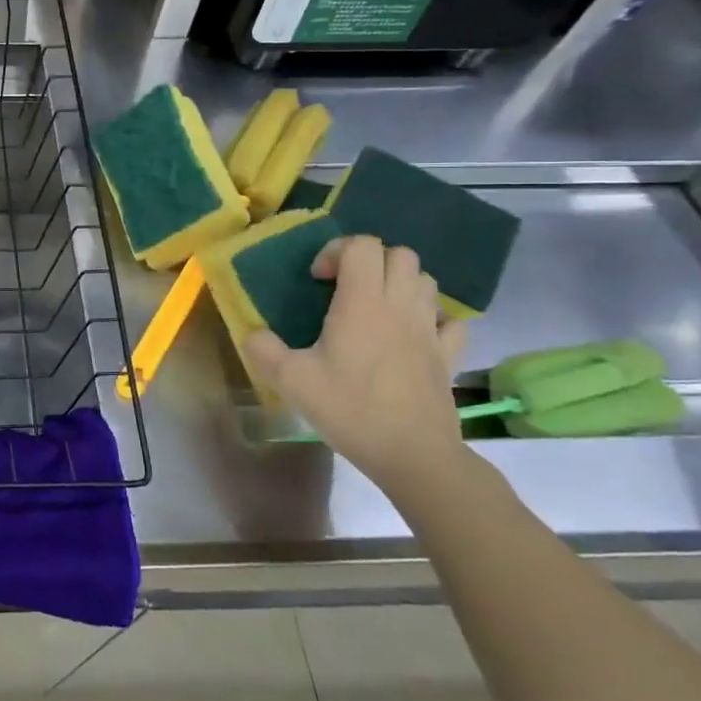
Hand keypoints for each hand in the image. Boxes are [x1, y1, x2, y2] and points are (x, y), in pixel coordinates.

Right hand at [243, 235, 470, 498]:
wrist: (413, 454)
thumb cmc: (350, 409)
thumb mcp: (290, 380)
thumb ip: (263, 349)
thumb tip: (251, 333)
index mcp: (362, 303)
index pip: (362, 245)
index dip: (336, 251)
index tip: (318, 280)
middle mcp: (400, 306)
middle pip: (400, 254)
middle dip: (370, 261)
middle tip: (345, 288)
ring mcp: (430, 329)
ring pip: (425, 280)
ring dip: (399, 283)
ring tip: (374, 308)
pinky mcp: (448, 355)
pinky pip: (448, 319)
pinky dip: (430, 316)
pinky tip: (411, 334)